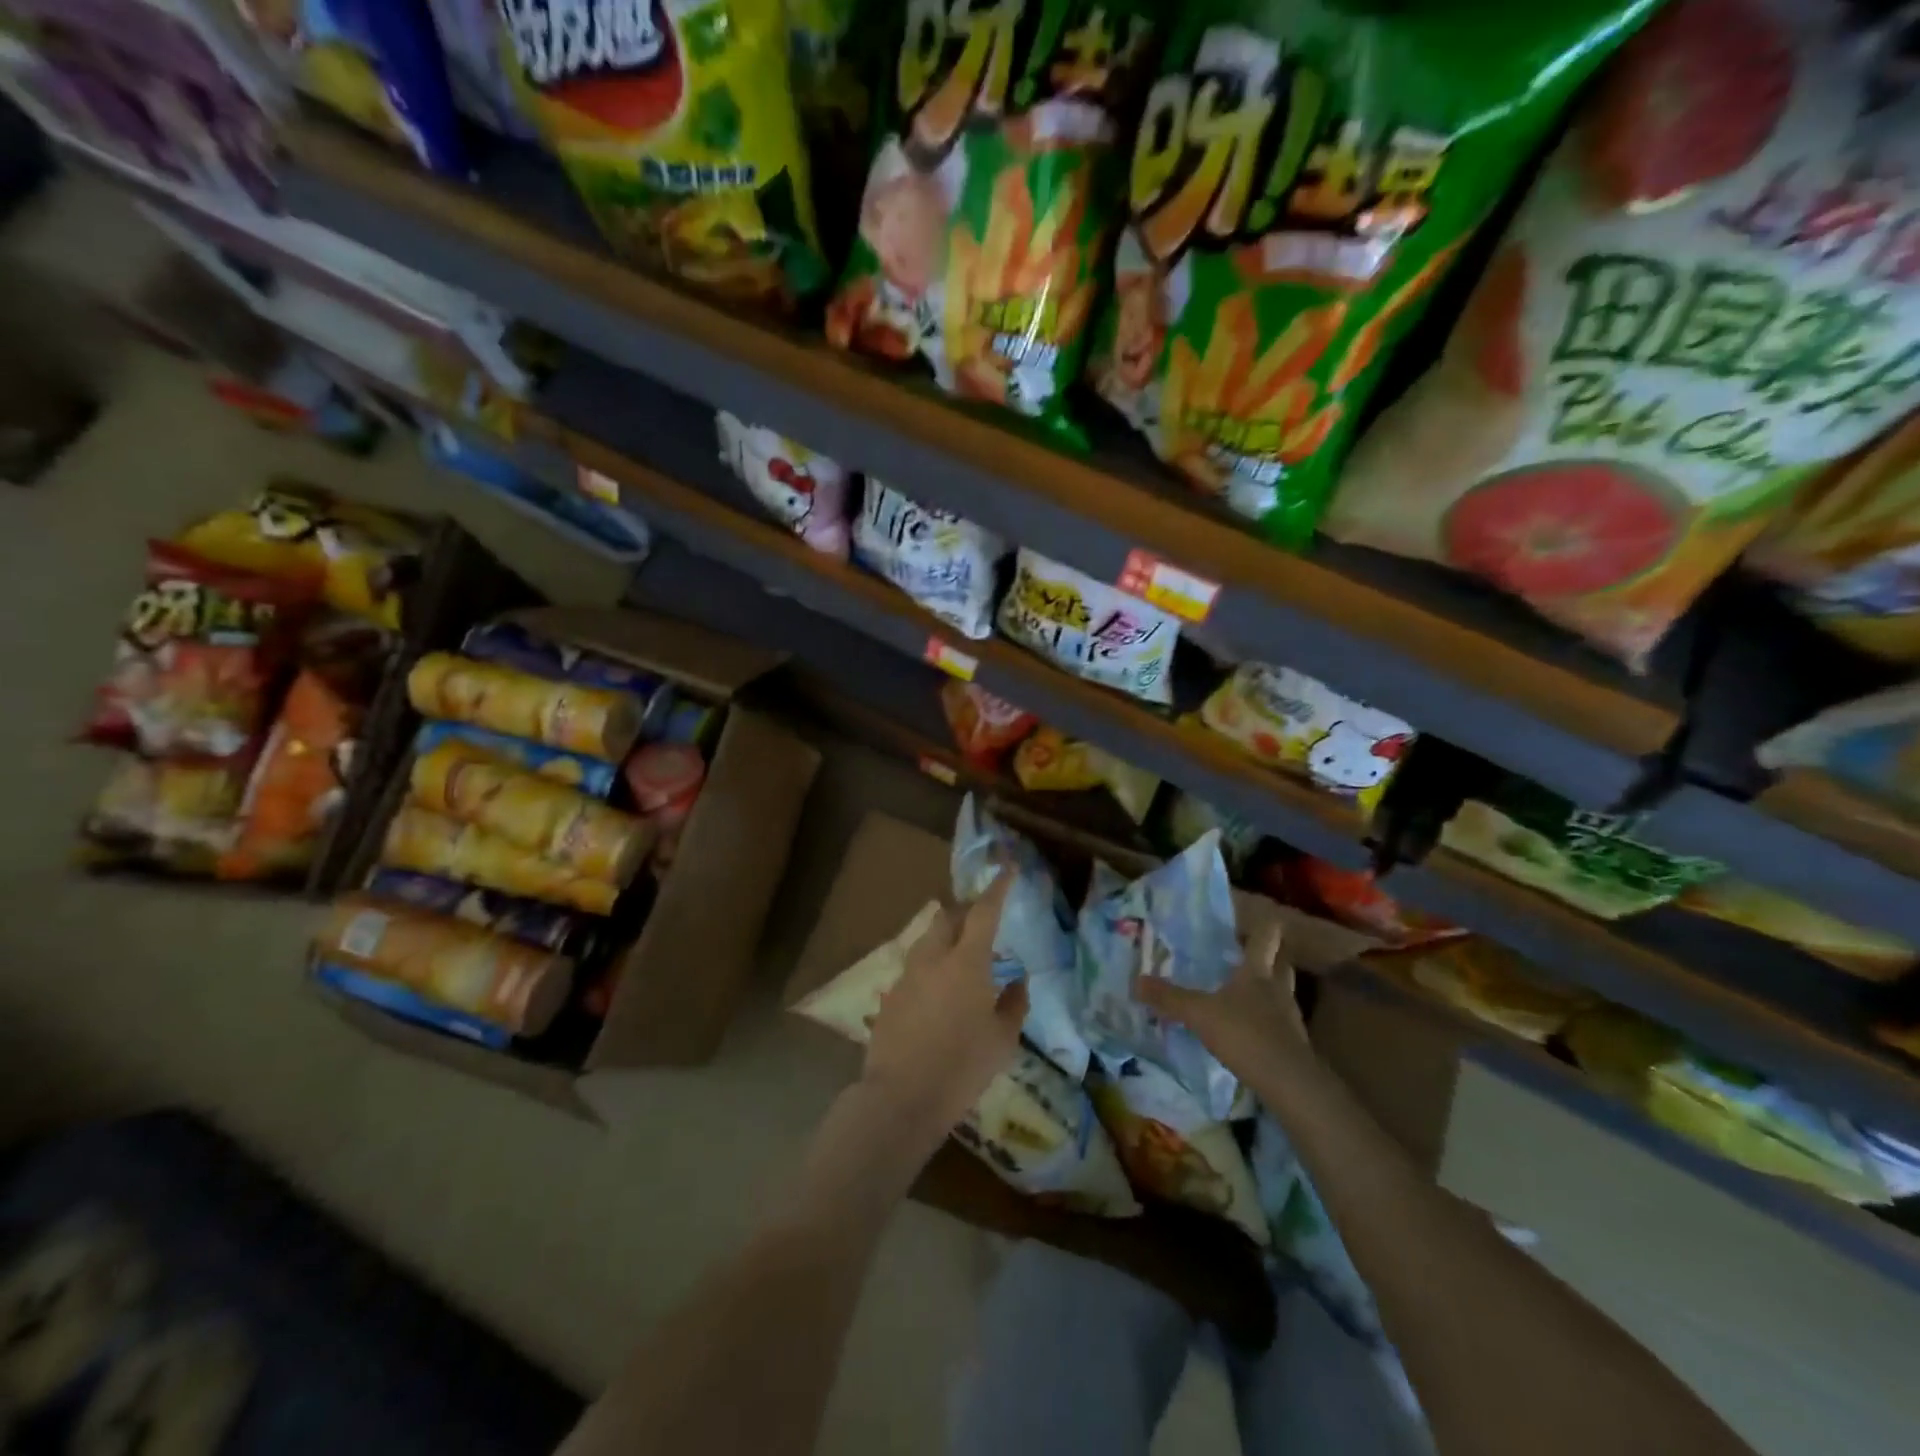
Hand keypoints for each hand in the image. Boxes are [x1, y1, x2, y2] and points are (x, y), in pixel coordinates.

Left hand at [862, 871, 1028, 1141]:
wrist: (901, 1098)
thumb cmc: (962, 1068)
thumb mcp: (1002, 1040)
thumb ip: (1014, 1003)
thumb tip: (1018, 980)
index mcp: (966, 962)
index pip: (984, 912)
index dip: (997, 887)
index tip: (1008, 868)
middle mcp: (933, 958)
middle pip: (948, 917)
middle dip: (966, 912)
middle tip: (983, 923)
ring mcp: (907, 976)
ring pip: (928, 940)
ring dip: (947, 938)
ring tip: (963, 959)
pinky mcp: (891, 996)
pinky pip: (916, 968)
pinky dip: (932, 967)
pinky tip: (940, 994)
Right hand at [1132, 922, 1308, 1084]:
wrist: (1287, 1082)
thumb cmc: (1244, 1034)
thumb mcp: (1198, 1013)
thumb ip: (1169, 998)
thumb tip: (1136, 981)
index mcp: (1258, 971)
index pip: (1267, 936)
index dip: (1261, 925)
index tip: (1250, 921)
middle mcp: (1278, 987)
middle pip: (1281, 962)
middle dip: (1269, 956)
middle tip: (1246, 954)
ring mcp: (1289, 1016)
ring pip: (1282, 991)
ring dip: (1268, 988)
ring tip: (1245, 991)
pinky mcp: (1293, 1043)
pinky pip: (1279, 1021)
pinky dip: (1267, 1019)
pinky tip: (1250, 1027)